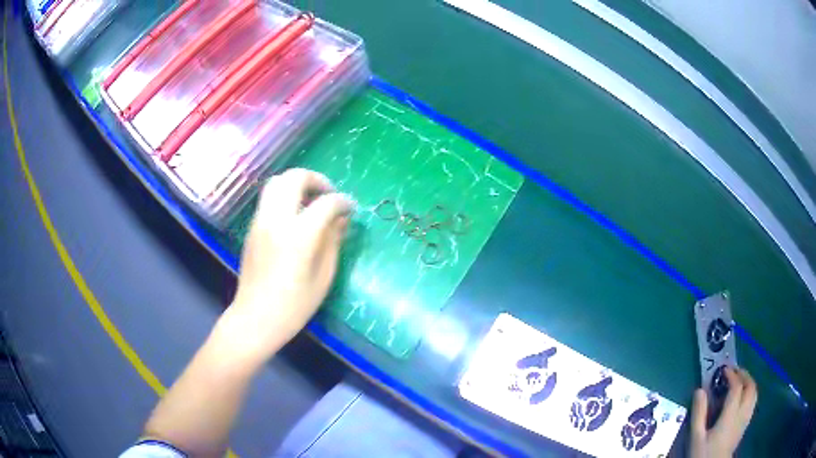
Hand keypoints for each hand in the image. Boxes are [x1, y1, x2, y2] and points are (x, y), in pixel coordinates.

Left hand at [222, 169, 353, 362]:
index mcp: (299, 235)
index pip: (326, 203)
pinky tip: (295, 215)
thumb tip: (342, 219)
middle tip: (329, 194)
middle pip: (294, 178)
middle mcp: (276, 220)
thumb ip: (333, 241)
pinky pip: (269, 198)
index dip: (343, 202)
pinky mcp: (252, 227)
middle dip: (316, 179)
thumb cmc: (295, 306)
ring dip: (297, 183)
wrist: (256, 317)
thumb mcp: (323, 277)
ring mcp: (260, 221)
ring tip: (311, 200)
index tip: (351, 209)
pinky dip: (285, 195)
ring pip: (277, 182)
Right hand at [690, 367, 756, 457]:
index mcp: (731, 415)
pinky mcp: (745, 425)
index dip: (731, 375)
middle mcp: (742, 413)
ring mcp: (746, 419)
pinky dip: (750, 393)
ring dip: (749, 382)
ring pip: (754, 393)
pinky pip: (753, 402)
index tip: (723, 370)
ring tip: (739, 380)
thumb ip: (698, 414)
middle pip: (750, 386)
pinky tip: (742, 398)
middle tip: (733, 371)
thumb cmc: (703, 454)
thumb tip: (699, 390)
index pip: (736, 387)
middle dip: (743, 375)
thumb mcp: (696, 437)